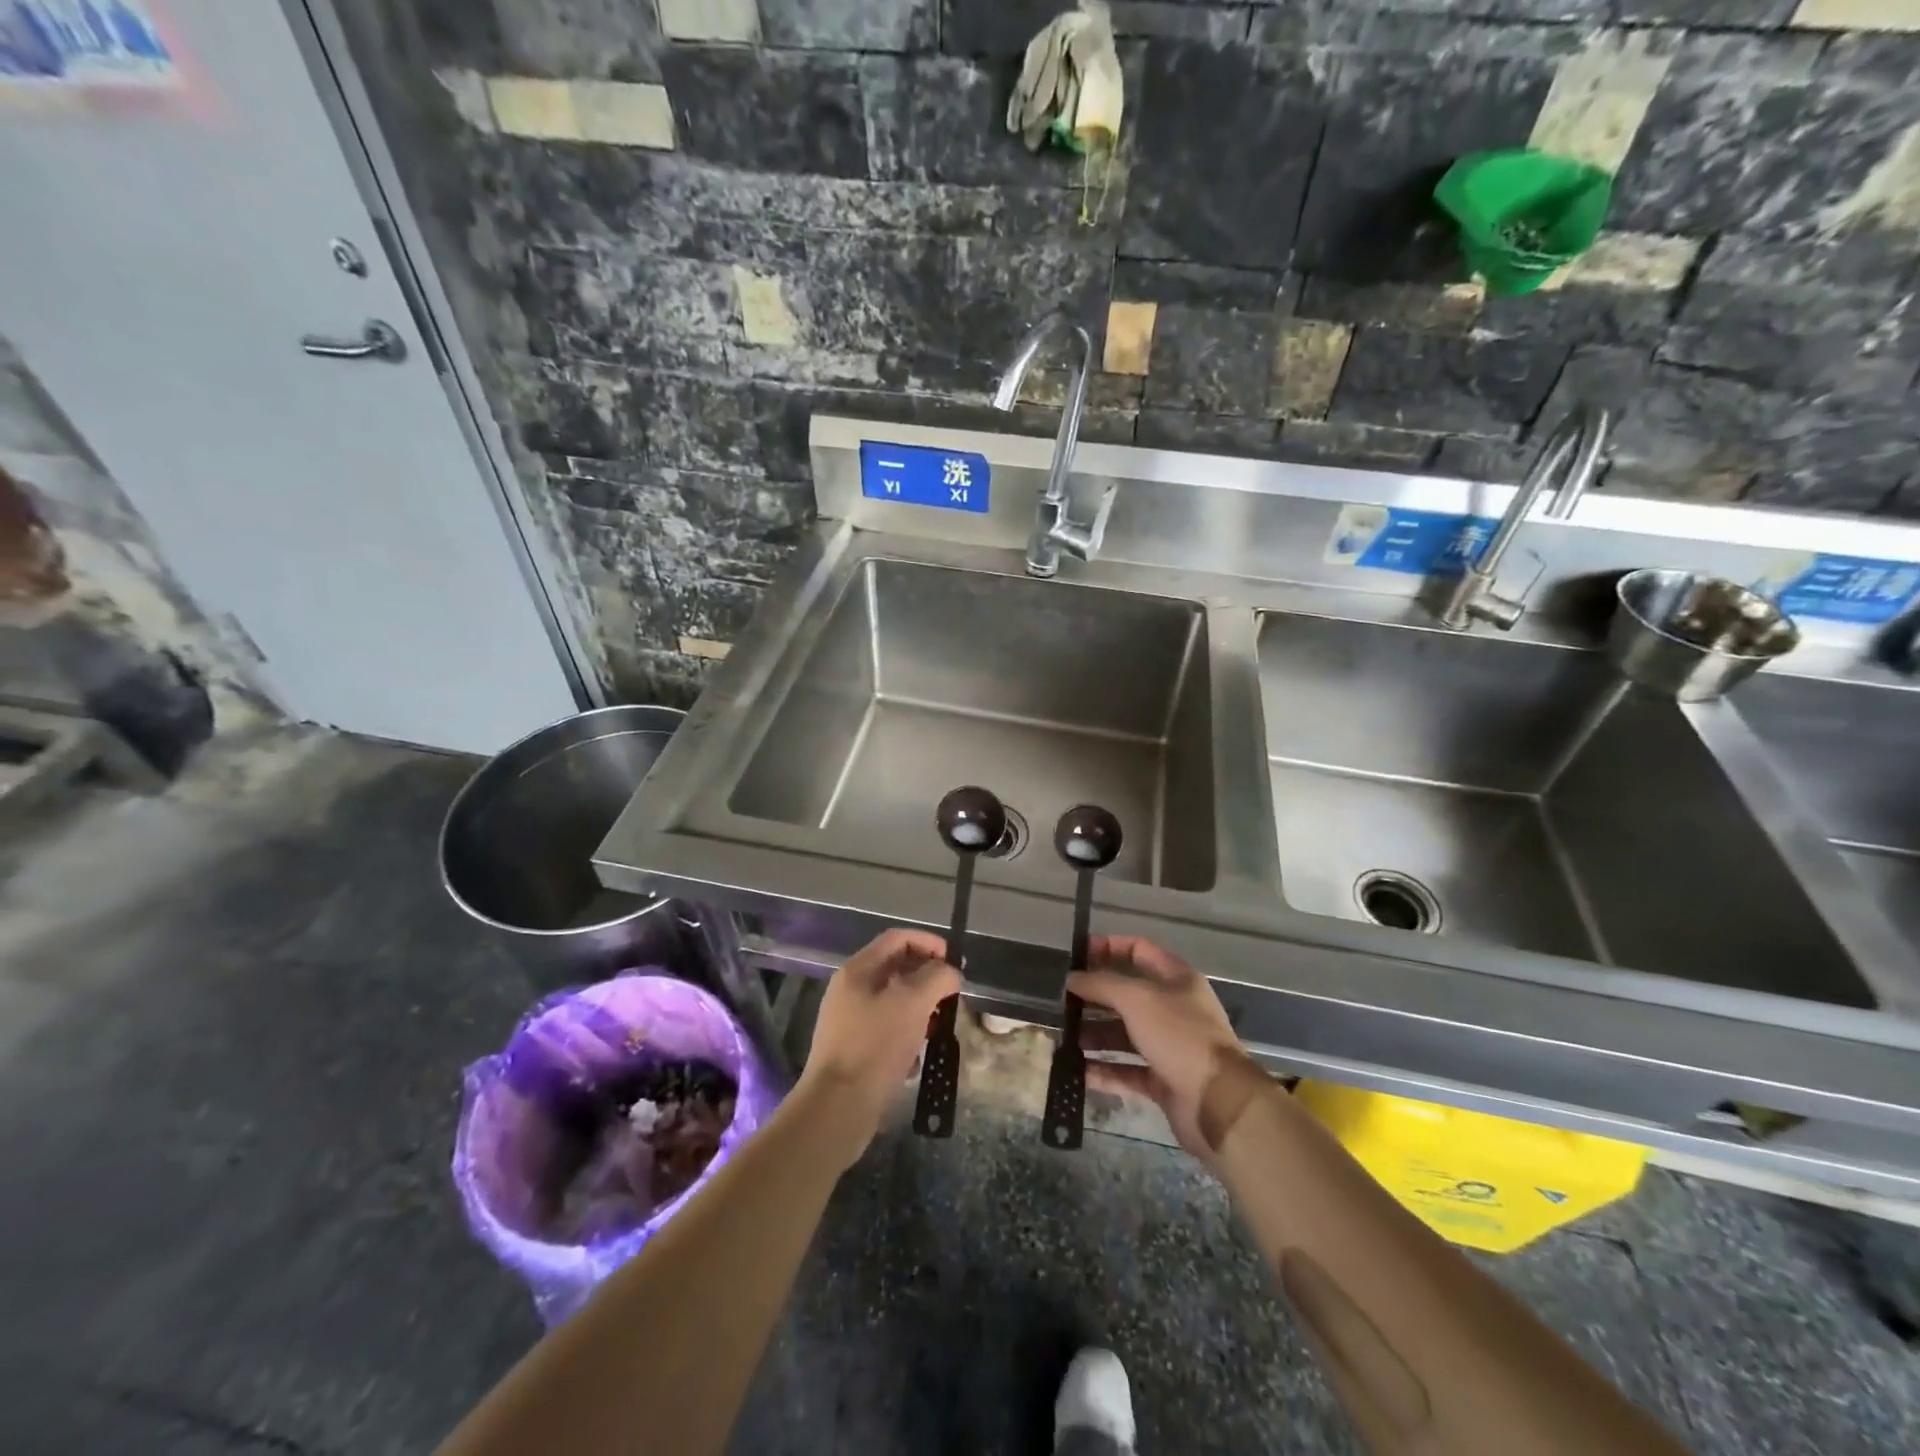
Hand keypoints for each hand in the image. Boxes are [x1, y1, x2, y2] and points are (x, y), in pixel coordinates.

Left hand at [798, 928, 960, 1167]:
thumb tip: (950, 973)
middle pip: (897, 968)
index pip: (898, 938)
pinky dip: (907, 1036)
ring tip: (937, 1028)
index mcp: (858, 970)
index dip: (929, 942)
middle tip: (949, 997)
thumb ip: (937, 978)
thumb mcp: (913, 1004)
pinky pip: (888, 1030)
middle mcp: (850, 990)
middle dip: (927, 979)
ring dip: (920, 1010)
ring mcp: (850, 1020)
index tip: (953, 962)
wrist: (838, 1107)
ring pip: (895, 1002)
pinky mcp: (855, 1049)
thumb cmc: (875, 1046)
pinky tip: (917, 1058)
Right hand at [1069, 935, 1250, 1165]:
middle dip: (1095, 996)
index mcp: (1176, 979)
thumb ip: (1101, 984)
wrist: (1218, 1102)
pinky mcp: (1164, 1080)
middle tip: (1062, 1001)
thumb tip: (1072, 978)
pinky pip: (1127, 1070)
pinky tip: (1077, 1071)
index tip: (1076, 955)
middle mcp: (1173, 1009)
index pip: (1138, 950)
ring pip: (1124, 1034)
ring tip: (1064, 1037)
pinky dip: (1104, 1070)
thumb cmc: (1179, 1036)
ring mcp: (1169, 1046)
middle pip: (1127, 995)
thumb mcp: (1136, 999)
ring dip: (1094, 1034)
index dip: (1108, 947)